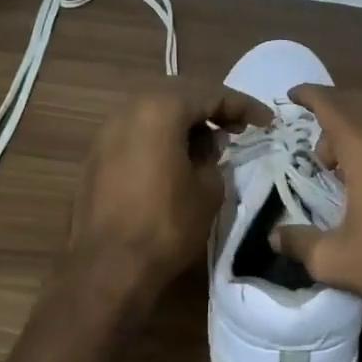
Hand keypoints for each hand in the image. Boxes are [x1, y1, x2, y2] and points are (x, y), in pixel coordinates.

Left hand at [67, 82, 271, 301]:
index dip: (242, 105)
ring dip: (184, 123)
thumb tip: (209, 142)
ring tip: (209, 144)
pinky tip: (176, 160)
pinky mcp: (95, 157)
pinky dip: (160, 138)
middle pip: (178, 96)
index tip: (266, 121)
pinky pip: (136, 133)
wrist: (107, 267)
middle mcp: (128, 110)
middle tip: (238, 127)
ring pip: (153, 113)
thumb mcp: (208, 189)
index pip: (210, 94)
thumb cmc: (166, 226)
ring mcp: (106, 133)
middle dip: (211, 108)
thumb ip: (213, 156)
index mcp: (159, 110)